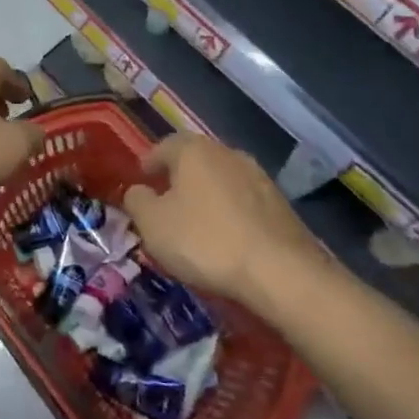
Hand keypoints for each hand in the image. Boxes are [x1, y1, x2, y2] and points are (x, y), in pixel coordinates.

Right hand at [122, 135, 321, 305]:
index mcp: (193, 150)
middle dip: (179, 176)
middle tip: (166, 198)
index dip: (149, 162)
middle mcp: (227, 153)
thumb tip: (138, 191)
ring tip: (196, 219)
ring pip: (222, 178)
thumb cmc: (205, 241)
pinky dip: (230, 211)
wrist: (281, 272)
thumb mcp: (153, 224)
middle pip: (195, 159)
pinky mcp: (281, 204)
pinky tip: (226, 234)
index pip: (163, 146)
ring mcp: (259, 177)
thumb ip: (137, 201)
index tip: (141, 179)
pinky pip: (244, 201)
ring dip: (207, 193)